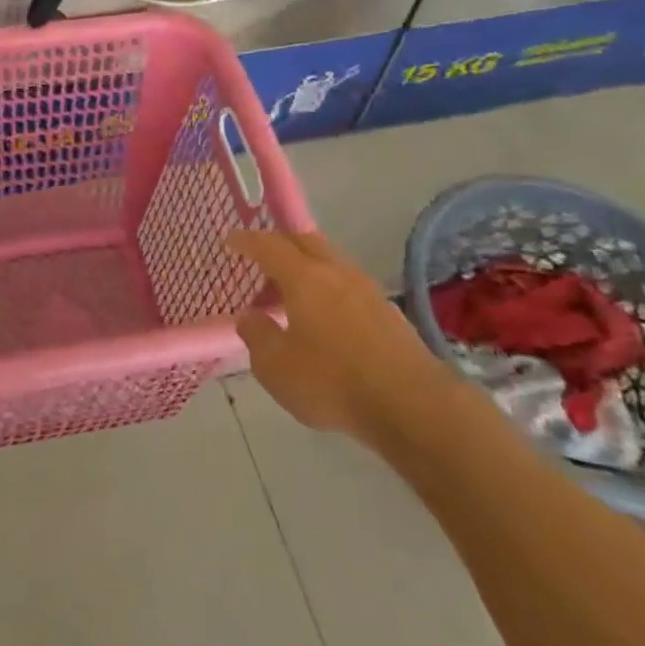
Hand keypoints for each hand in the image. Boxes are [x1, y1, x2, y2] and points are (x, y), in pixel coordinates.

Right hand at [231, 230, 462, 457]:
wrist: (413, 406)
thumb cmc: (333, 382)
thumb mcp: (276, 367)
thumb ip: (257, 336)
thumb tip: (249, 316)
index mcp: (303, 277)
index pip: (268, 245)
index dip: (247, 240)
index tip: (231, 240)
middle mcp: (336, 272)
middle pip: (305, 240)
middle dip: (281, 242)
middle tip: (263, 256)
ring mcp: (367, 290)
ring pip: (331, 261)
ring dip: (309, 265)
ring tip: (294, 288)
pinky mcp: (389, 313)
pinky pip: (349, 285)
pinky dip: (330, 288)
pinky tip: (327, 315)